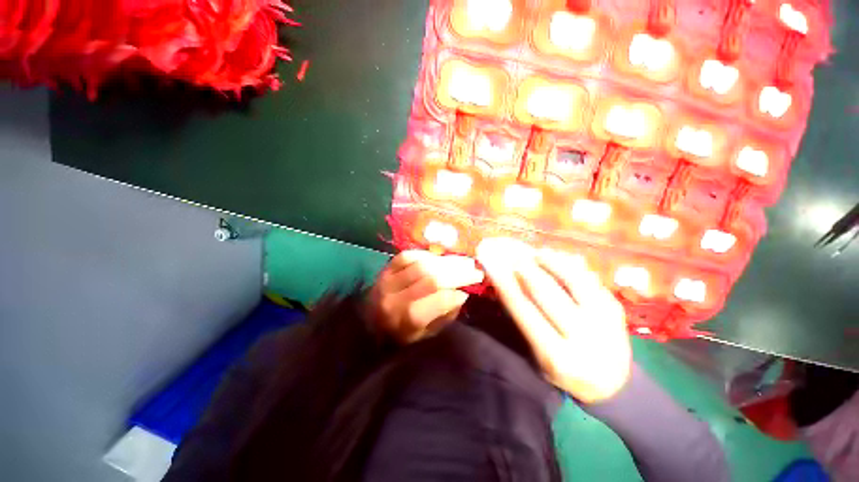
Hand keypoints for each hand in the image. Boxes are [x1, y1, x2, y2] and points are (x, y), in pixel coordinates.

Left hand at [367, 250, 483, 343]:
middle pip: (430, 279)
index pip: (435, 302)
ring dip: (446, 261)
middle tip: (474, 269)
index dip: (455, 293)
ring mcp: (387, 281)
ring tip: (462, 261)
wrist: (369, 319)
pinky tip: (439, 258)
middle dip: (457, 273)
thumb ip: (444, 315)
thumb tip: (461, 293)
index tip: (468, 291)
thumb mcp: (426, 334)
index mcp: (405, 323)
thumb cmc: (402, 331)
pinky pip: (408, 256)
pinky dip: (427, 255)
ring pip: (421, 265)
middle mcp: (394, 300)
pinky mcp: (385, 268)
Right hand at [476, 238, 631, 402]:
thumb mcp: (539, 355)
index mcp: (557, 356)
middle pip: (546, 293)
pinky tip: (555, 257)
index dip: (504, 283)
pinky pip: (588, 278)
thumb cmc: (564, 370)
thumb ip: (524, 321)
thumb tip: (506, 283)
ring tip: (534, 254)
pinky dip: (568, 264)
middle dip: (525, 269)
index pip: (523, 310)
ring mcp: (604, 321)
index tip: (491, 265)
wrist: (613, 385)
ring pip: (571, 279)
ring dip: (549, 262)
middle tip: (510, 255)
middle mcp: (583, 338)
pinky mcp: (616, 307)